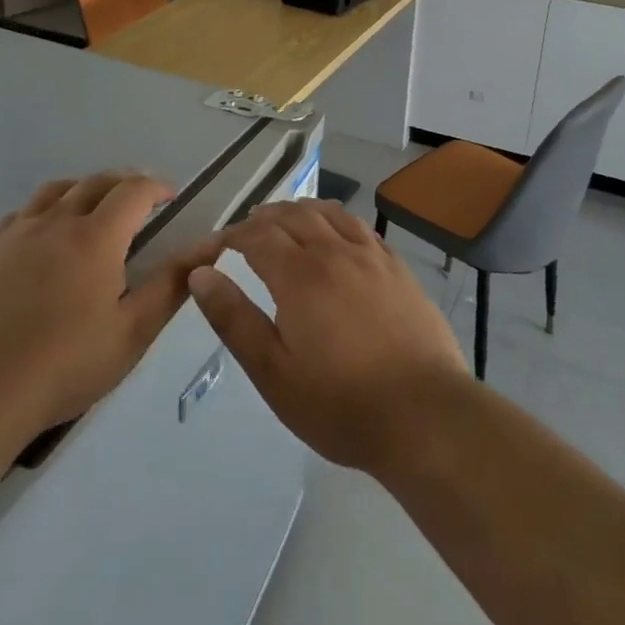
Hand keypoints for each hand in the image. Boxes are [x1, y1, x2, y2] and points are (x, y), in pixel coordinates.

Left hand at [0, 172, 219, 441]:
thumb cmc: (64, 364)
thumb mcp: (132, 331)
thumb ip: (173, 283)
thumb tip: (211, 245)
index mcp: (96, 237)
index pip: (133, 190)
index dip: (157, 186)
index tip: (171, 196)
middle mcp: (57, 222)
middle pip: (95, 182)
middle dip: (124, 182)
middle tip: (140, 199)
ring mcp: (17, 235)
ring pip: (55, 191)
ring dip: (83, 189)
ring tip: (93, 207)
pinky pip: (20, 214)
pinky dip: (43, 211)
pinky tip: (43, 235)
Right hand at [187, 201, 467, 474]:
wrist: (424, 413)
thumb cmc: (340, 402)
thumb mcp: (273, 372)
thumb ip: (234, 319)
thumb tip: (200, 274)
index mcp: (300, 275)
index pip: (257, 235)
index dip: (233, 235)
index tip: (218, 247)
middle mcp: (335, 252)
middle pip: (293, 215)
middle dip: (264, 218)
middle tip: (247, 231)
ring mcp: (371, 256)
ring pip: (329, 214)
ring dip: (301, 211)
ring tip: (287, 222)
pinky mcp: (398, 267)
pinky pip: (360, 227)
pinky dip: (337, 219)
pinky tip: (336, 234)